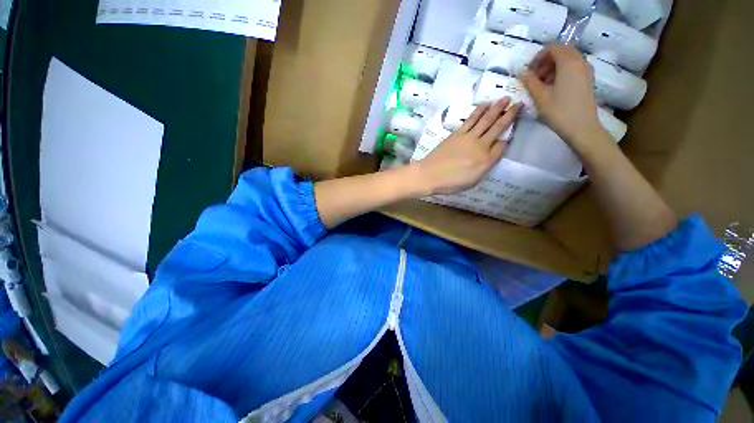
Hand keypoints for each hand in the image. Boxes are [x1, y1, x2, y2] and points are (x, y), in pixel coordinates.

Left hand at [414, 98, 521, 194]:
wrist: (430, 175)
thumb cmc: (450, 183)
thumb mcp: (472, 181)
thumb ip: (485, 167)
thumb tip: (493, 153)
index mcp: (486, 161)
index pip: (502, 146)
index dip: (507, 140)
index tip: (509, 135)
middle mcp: (481, 146)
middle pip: (498, 128)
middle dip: (510, 115)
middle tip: (519, 103)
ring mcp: (469, 138)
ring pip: (486, 120)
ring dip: (496, 108)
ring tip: (505, 99)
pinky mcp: (457, 133)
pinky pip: (471, 119)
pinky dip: (479, 111)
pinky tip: (485, 105)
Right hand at [520, 45, 605, 149]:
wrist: (582, 127)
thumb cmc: (559, 111)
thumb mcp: (540, 97)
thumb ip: (530, 82)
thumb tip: (522, 73)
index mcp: (569, 62)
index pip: (552, 48)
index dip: (538, 57)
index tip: (528, 71)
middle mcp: (580, 61)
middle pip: (561, 52)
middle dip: (545, 62)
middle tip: (534, 78)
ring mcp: (586, 71)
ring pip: (567, 60)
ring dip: (552, 68)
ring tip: (542, 85)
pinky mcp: (587, 80)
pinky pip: (573, 69)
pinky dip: (561, 73)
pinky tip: (553, 88)